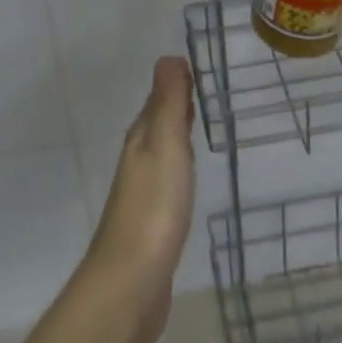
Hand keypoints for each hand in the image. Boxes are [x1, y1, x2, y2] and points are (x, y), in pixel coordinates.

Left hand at [80, 57, 196, 342]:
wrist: (130, 284)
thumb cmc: (153, 208)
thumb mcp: (165, 145)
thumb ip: (168, 102)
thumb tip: (169, 57)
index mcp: (142, 137)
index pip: (160, 97)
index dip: (179, 82)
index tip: (204, 67)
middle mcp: (139, 158)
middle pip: (159, 121)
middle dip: (179, 105)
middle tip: (211, 90)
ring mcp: (143, 192)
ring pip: (163, 150)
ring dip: (179, 135)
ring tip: (204, 126)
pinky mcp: (152, 223)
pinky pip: (168, 180)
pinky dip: (180, 168)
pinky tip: (190, 178)